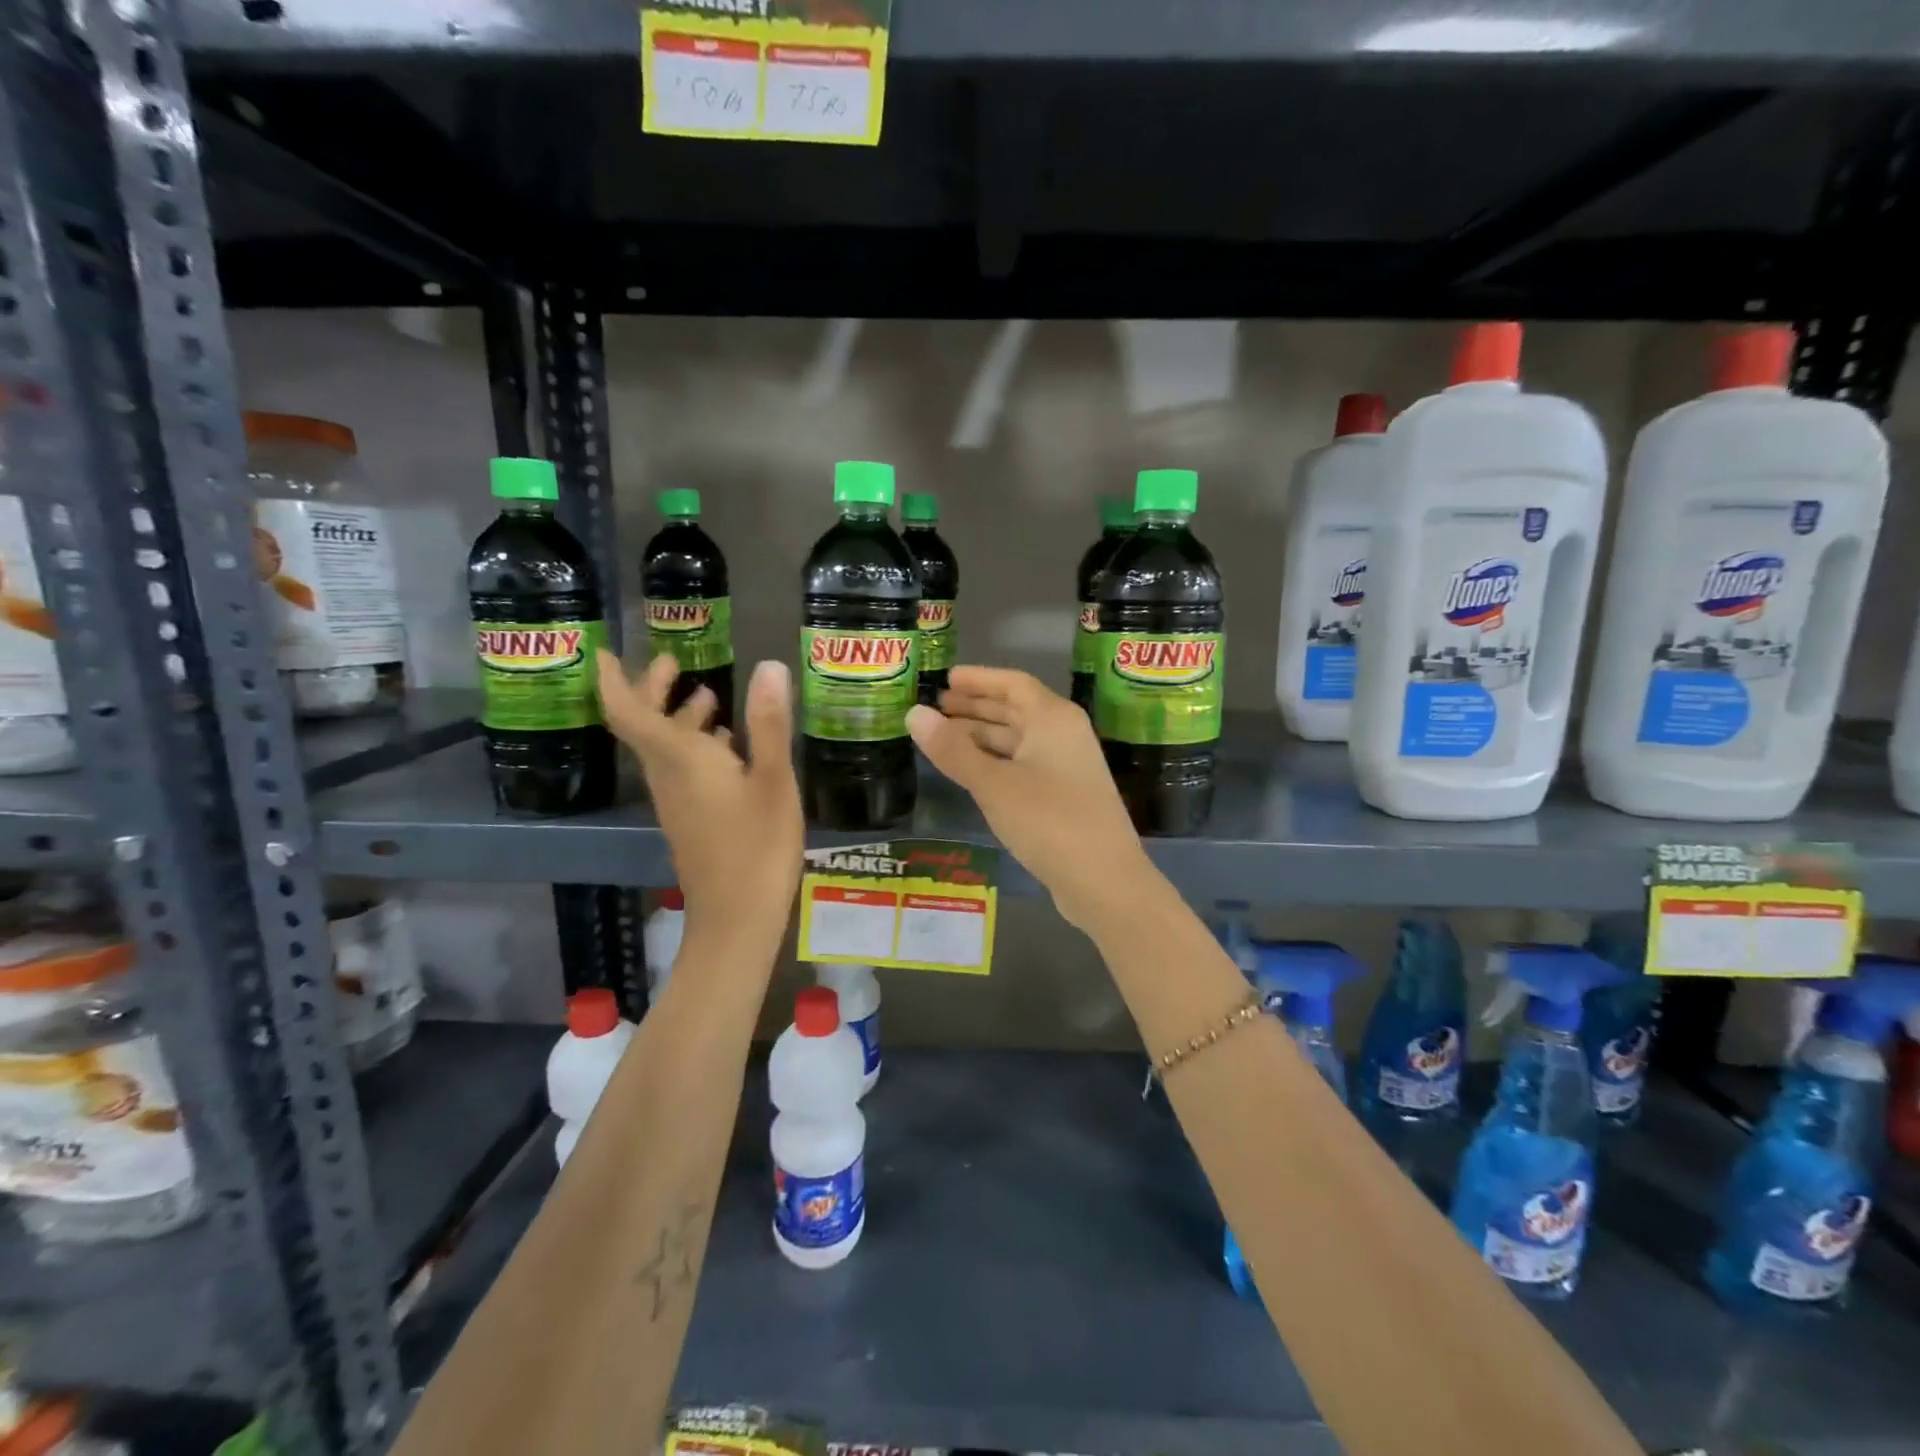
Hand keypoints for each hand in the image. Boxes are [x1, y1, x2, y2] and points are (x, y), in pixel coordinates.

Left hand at [597, 652, 802, 952]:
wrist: (737, 917)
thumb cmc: (758, 845)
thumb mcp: (774, 780)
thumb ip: (770, 724)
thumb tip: (770, 666)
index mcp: (681, 759)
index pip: (628, 712)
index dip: (612, 680)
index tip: (604, 651)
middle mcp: (668, 776)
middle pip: (644, 726)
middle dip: (652, 690)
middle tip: (672, 662)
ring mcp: (676, 800)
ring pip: (663, 748)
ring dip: (678, 717)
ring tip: (709, 696)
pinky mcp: (689, 819)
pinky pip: (680, 769)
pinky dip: (696, 745)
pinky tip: (730, 746)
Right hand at [907, 667, 1151, 930]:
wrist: (1104, 881)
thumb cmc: (1049, 821)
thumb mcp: (993, 784)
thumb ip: (953, 750)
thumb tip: (914, 713)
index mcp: (1053, 718)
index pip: (1012, 683)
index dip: (978, 679)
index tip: (946, 678)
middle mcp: (1063, 734)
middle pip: (1015, 709)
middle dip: (975, 707)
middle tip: (935, 708)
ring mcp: (1066, 766)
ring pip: (1018, 740)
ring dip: (982, 736)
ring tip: (942, 738)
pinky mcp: (1064, 796)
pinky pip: (1022, 764)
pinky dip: (995, 761)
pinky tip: (970, 772)